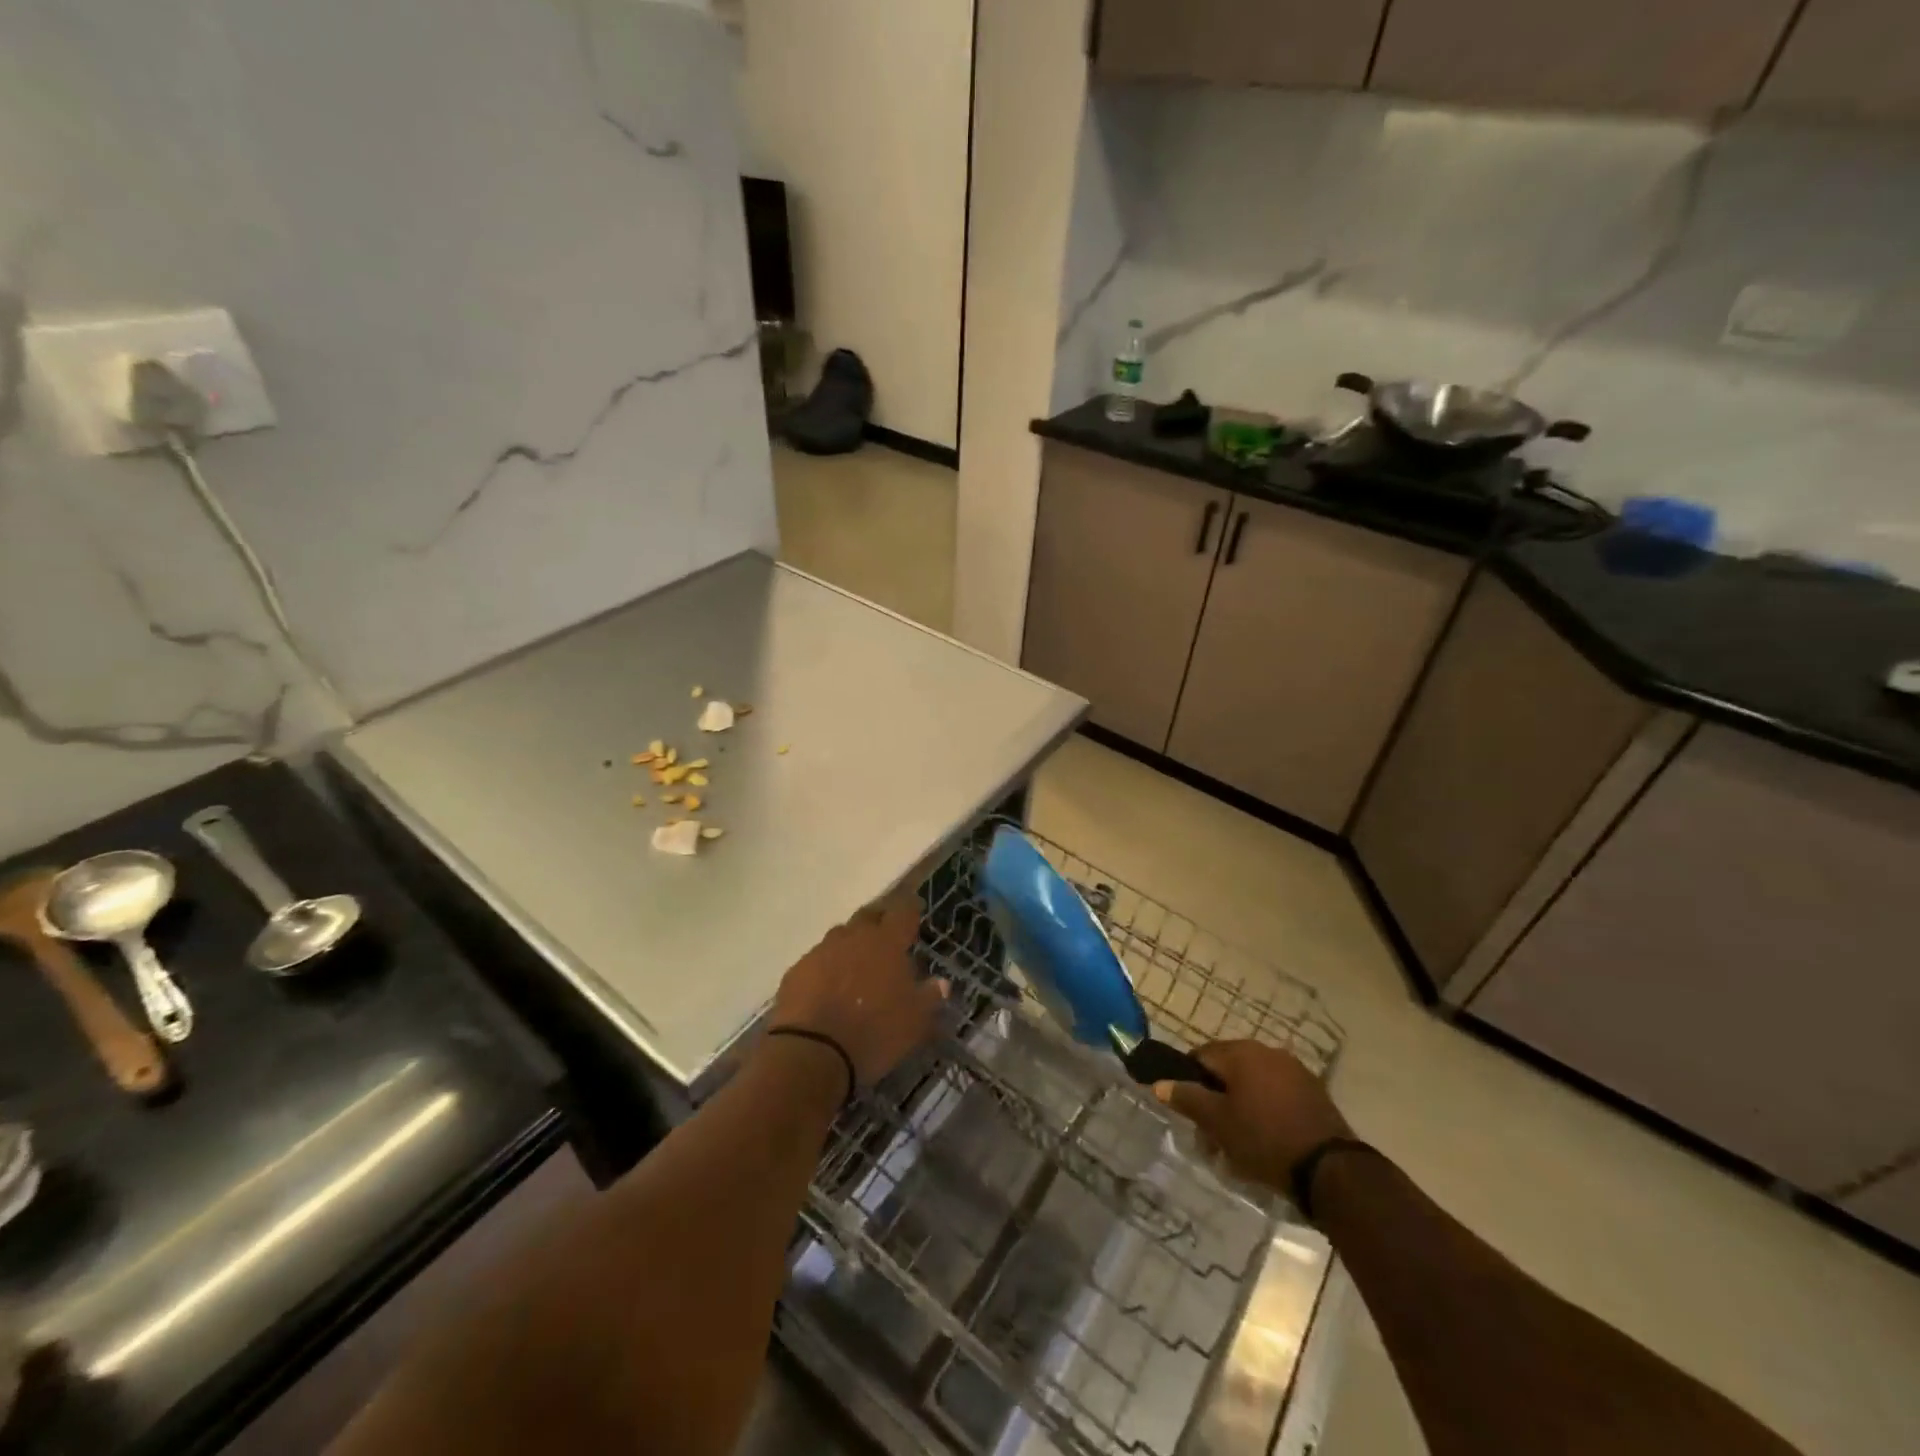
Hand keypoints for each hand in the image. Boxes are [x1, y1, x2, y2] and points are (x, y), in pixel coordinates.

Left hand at [770, 890, 946, 1088]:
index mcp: (886, 942)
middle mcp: (854, 937)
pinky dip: (826, 968)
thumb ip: (929, 997)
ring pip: (840, 937)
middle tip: (886, 936)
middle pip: (868, 916)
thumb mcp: (914, 1022)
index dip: (910, 909)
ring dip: (851, 945)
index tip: (915, 909)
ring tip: (857, 965)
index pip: (903, 912)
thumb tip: (941, 983)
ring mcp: (821, 951)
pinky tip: (828, 987)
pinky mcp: (796, 971)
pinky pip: (817, 960)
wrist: (812, 1052)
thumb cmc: (874, 1032)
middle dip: (879, 921)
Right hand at [1155, 1041, 1350, 1191]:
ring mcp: (1294, 1070)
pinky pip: (1276, 1095)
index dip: (1189, 1082)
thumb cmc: (1264, 1139)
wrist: (1331, 1170)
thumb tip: (1160, 1083)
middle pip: (1228, 1070)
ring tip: (1238, 1146)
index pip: (1201, 1056)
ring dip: (1240, 1108)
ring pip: (1252, 1084)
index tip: (1189, 1113)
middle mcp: (1267, 1051)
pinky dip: (1265, 1112)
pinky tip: (1265, 1142)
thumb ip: (1187, 1098)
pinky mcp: (1313, 1092)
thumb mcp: (1218, 1122)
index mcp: (1241, 1052)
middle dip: (1215, 1100)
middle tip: (1211, 1136)